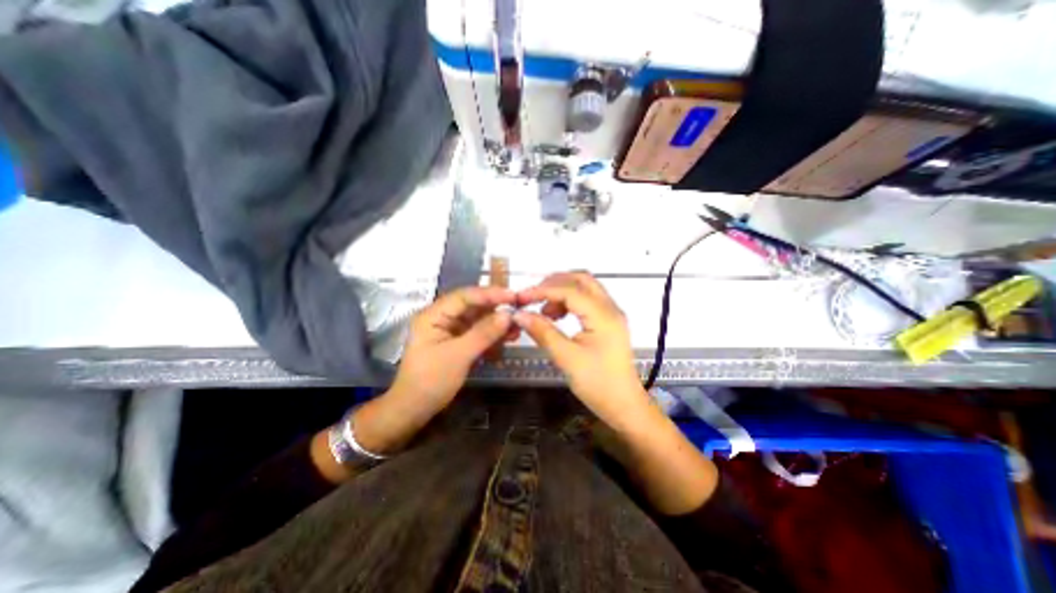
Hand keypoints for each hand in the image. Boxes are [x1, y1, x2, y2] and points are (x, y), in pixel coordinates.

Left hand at [390, 284, 517, 410]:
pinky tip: (507, 339)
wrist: (415, 410)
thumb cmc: (430, 381)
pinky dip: (493, 336)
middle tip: (520, 311)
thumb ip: (483, 333)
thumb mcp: (458, 356)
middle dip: (496, 309)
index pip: (465, 296)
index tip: (513, 296)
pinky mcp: (458, 342)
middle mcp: (443, 318)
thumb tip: (508, 315)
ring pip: (478, 320)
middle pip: (473, 306)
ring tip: (517, 329)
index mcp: (434, 315)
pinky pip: (478, 333)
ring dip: (497, 324)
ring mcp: (451, 330)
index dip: (490, 294)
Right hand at [513, 270, 647, 422]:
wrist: (624, 405)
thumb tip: (519, 314)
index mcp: (603, 315)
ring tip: (544, 311)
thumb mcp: (566, 358)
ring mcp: (611, 313)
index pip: (569, 290)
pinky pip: (587, 300)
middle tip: (533, 297)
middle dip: (554, 283)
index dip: (542, 290)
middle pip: (581, 279)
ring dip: (562, 291)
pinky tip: (556, 316)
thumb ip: (543, 332)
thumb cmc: (597, 384)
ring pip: (585, 288)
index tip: (520, 298)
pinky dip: (569, 301)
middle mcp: (610, 307)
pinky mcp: (608, 322)